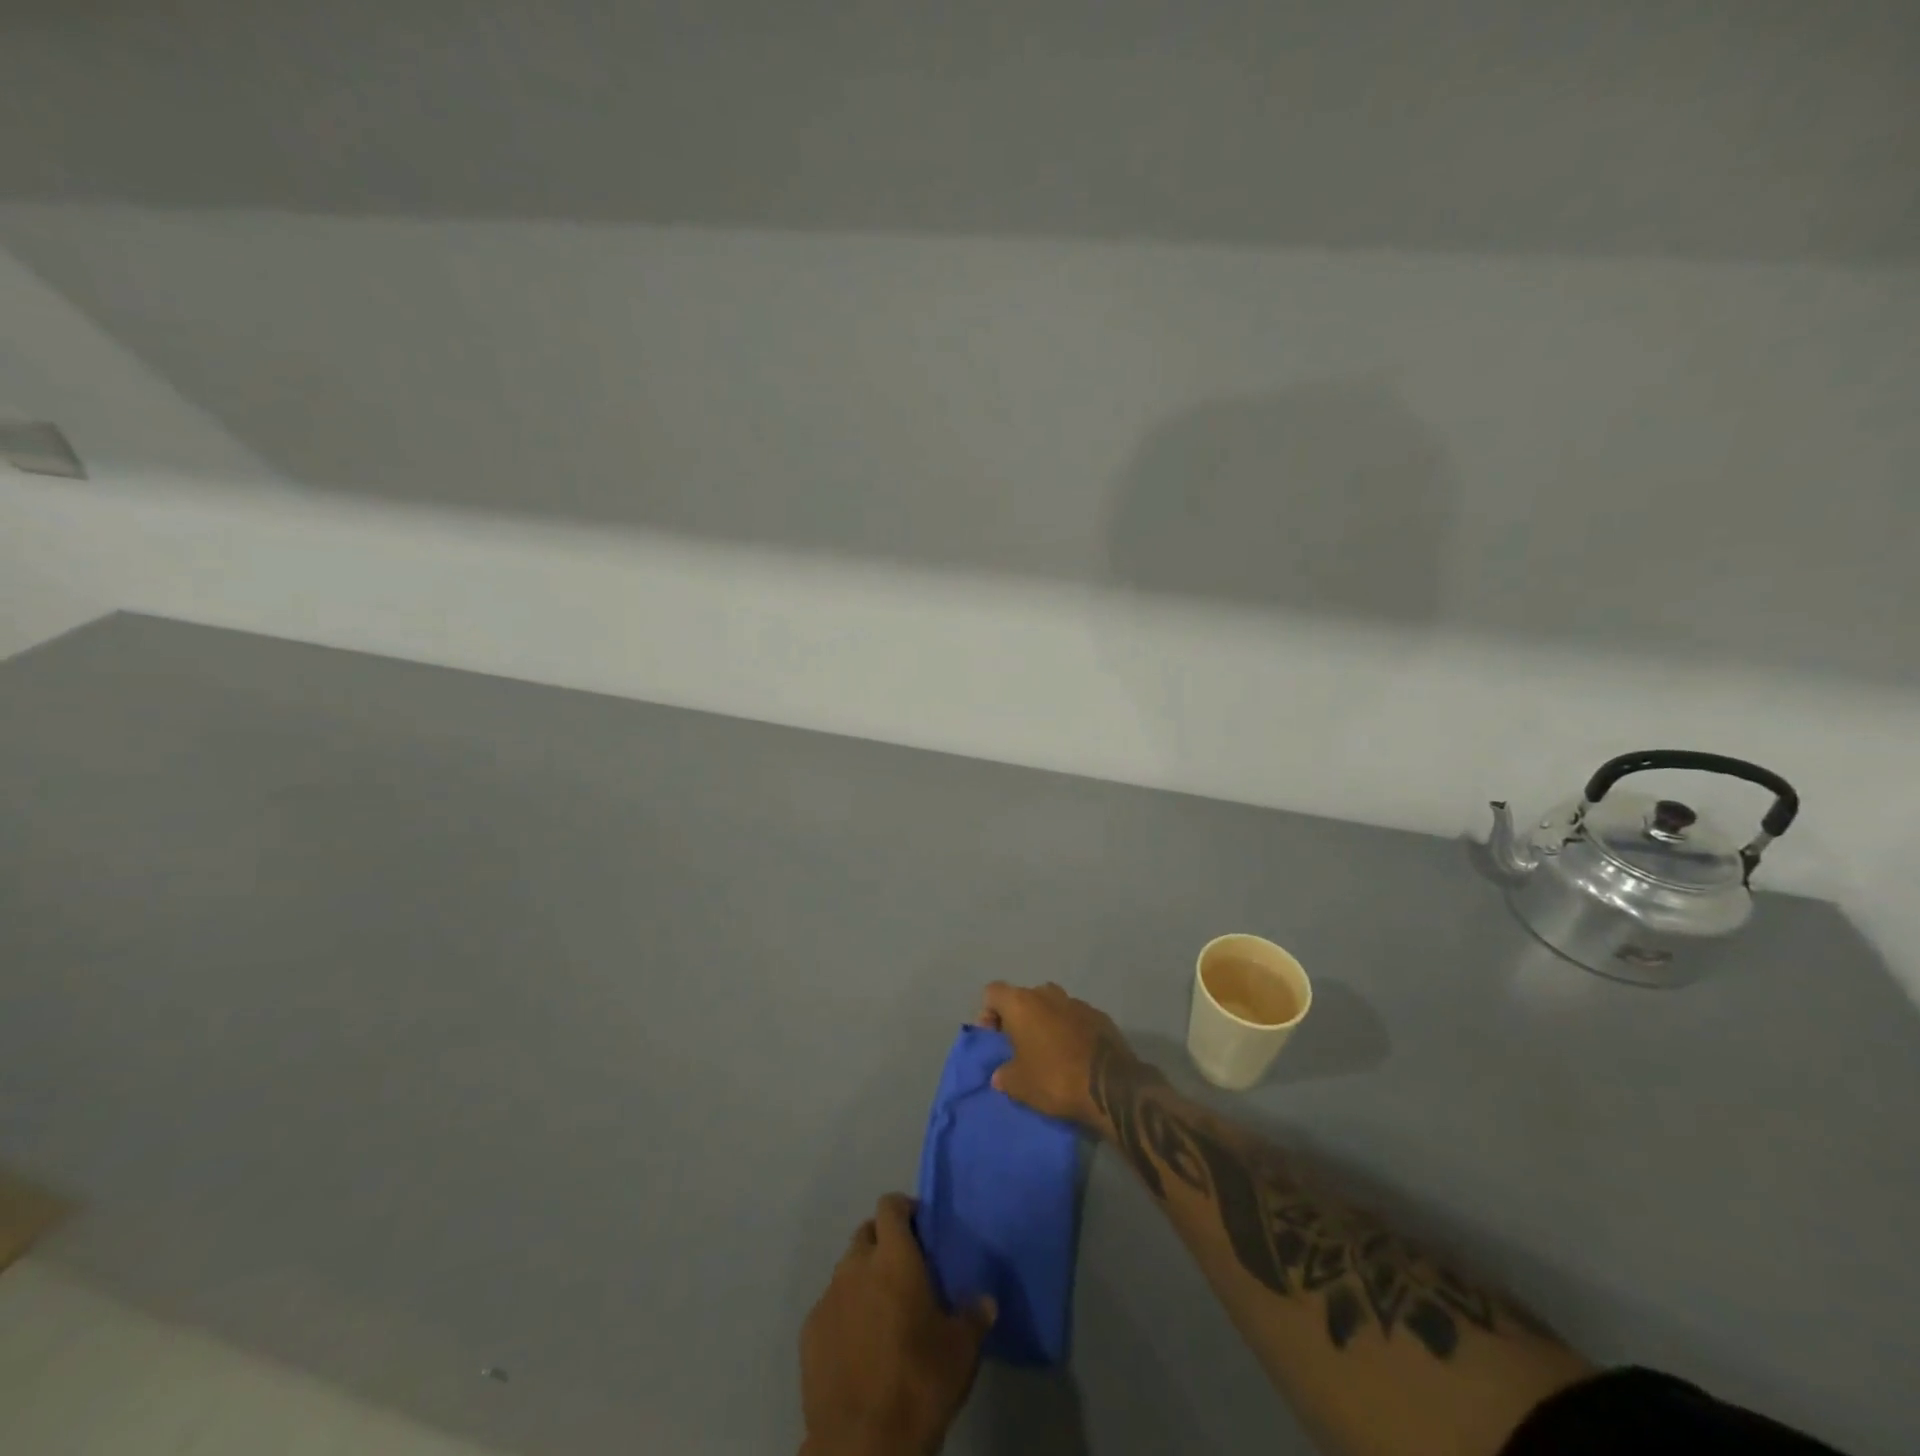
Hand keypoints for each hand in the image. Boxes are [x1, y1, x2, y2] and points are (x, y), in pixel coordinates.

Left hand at [800, 1193, 994, 1455]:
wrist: (862, 1444)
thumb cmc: (919, 1383)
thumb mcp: (961, 1350)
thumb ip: (973, 1317)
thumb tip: (985, 1301)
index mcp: (894, 1257)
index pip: (890, 1206)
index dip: (903, 1209)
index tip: (919, 1226)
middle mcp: (856, 1266)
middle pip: (866, 1234)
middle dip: (882, 1243)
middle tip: (903, 1272)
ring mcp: (828, 1298)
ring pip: (846, 1271)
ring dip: (863, 1279)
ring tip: (881, 1312)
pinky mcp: (809, 1332)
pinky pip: (830, 1307)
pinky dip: (844, 1313)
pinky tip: (858, 1344)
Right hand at [978, 981, 1140, 1130]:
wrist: (1111, 1086)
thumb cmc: (1055, 1079)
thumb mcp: (1019, 1086)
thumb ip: (1004, 1075)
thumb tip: (1001, 1074)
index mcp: (1022, 1003)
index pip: (992, 992)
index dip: (988, 1013)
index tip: (995, 1040)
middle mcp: (1048, 994)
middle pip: (1023, 997)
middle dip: (1018, 1018)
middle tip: (1019, 1048)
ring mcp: (1077, 1002)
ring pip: (1051, 1006)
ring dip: (1045, 1023)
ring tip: (1048, 1053)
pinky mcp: (1100, 1016)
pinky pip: (1075, 1018)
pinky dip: (1070, 1030)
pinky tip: (1074, 1056)